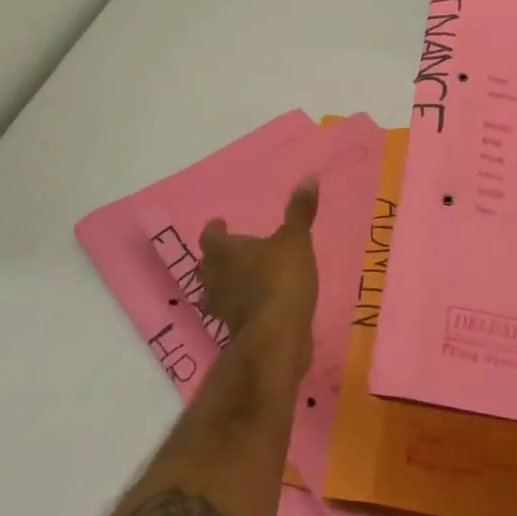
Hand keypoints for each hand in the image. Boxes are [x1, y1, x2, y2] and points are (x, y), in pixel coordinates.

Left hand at [198, 179, 319, 372]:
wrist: (276, 337)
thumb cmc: (281, 280)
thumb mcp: (296, 241)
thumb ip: (300, 212)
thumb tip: (308, 177)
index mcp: (223, 252)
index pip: (210, 236)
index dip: (215, 229)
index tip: (220, 222)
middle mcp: (214, 279)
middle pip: (208, 265)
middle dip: (218, 258)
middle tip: (232, 251)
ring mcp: (222, 309)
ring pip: (217, 291)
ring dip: (228, 284)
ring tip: (244, 278)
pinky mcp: (235, 331)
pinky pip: (234, 312)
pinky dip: (243, 306)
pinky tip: (258, 305)